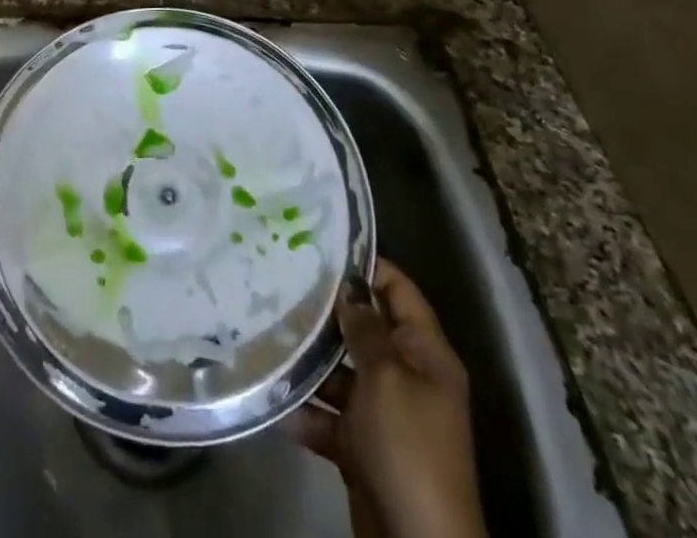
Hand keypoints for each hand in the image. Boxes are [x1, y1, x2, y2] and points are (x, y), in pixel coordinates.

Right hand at [291, 260, 486, 537]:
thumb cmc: (408, 446)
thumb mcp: (387, 378)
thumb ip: (366, 330)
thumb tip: (350, 288)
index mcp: (426, 354)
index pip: (398, 291)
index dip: (366, 267)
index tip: (321, 247)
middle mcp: (408, 377)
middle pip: (366, 331)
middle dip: (328, 313)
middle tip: (283, 283)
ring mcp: (384, 414)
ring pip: (342, 374)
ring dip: (310, 362)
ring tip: (269, 334)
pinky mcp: (363, 448)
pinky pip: (330, 417)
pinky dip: (306, 410)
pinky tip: (274, 395)